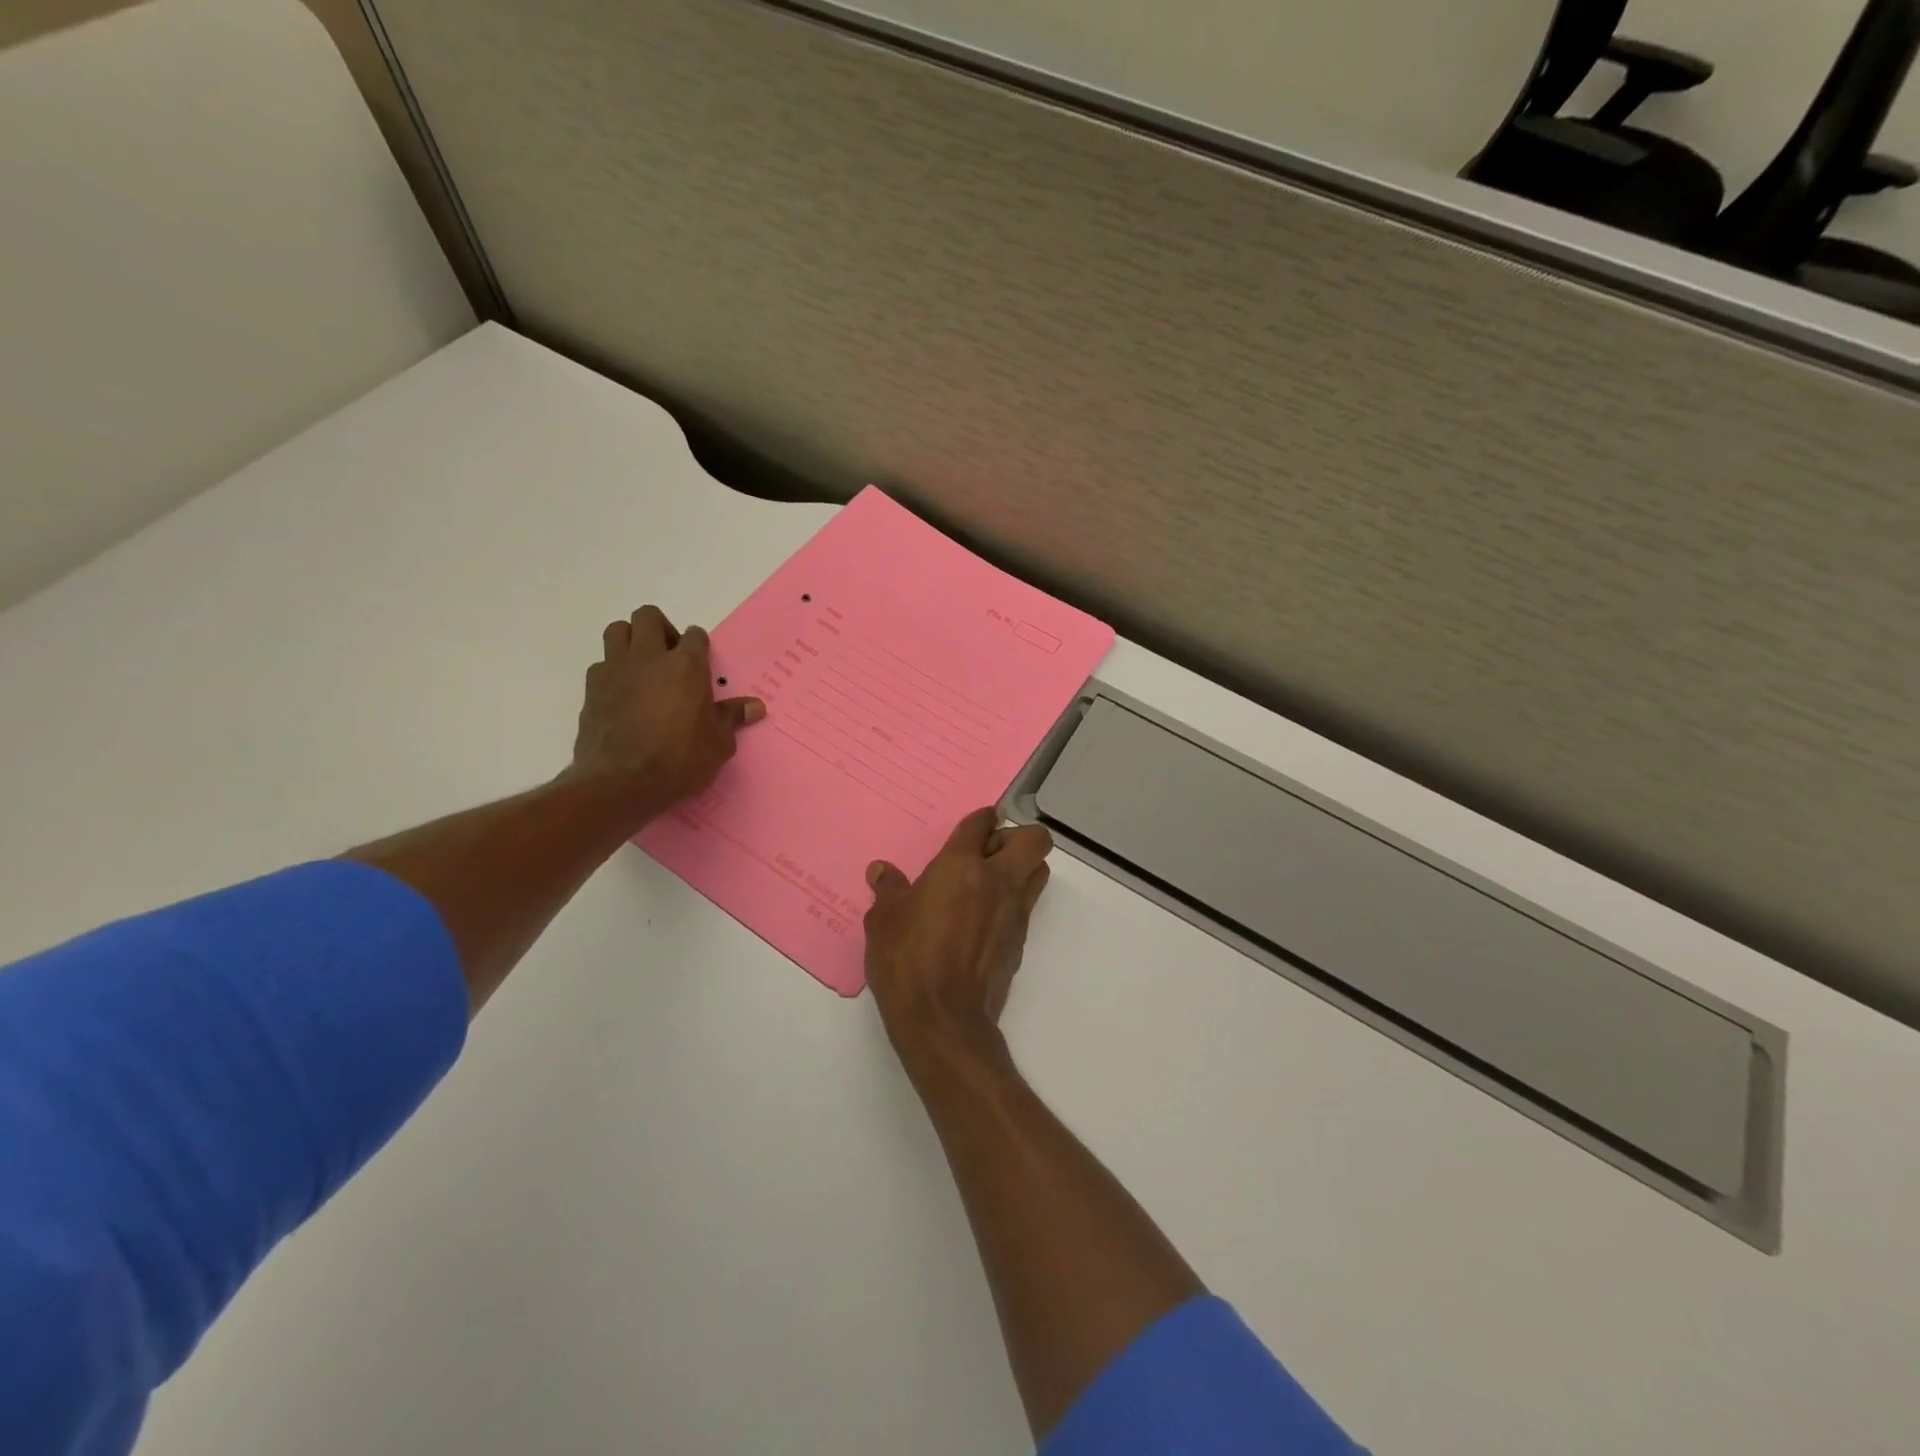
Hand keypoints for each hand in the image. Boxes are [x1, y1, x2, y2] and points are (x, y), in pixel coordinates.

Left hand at [569, 606, 763, 817]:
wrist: (620, 783)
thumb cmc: (679, 760)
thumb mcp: (718, 744)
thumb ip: (732, 718)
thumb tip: (755, 707)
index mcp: (686, 666)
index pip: (695, 635)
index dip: (699, 646)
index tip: (702, 664)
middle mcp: (649, 658)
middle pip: (648, 617)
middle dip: (661, 629)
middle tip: (669, 656)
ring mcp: (615, 670)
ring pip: (618, 630)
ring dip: (631, 640)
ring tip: (642, 667)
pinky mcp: (591, 689)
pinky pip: (601, 665)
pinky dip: (612, 672)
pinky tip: (622, 695)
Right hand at [864, 808, 1053, 1067]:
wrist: (944, 1019)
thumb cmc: (907, 960)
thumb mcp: (884, 921)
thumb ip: (888, 891)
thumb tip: (881, 871)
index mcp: (961, 866)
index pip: (981, 823)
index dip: (981, 818)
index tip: (976, 824)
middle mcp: (996, 881)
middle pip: (1034, 839)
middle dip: (1016, 837)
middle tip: (988, 853)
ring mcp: (1014, 911)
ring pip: (1038, 871)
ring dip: (1022, 868)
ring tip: (989, 884)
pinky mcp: (1020, 941)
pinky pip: (1027, 906)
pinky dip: (1013, 903)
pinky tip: (983, 920)